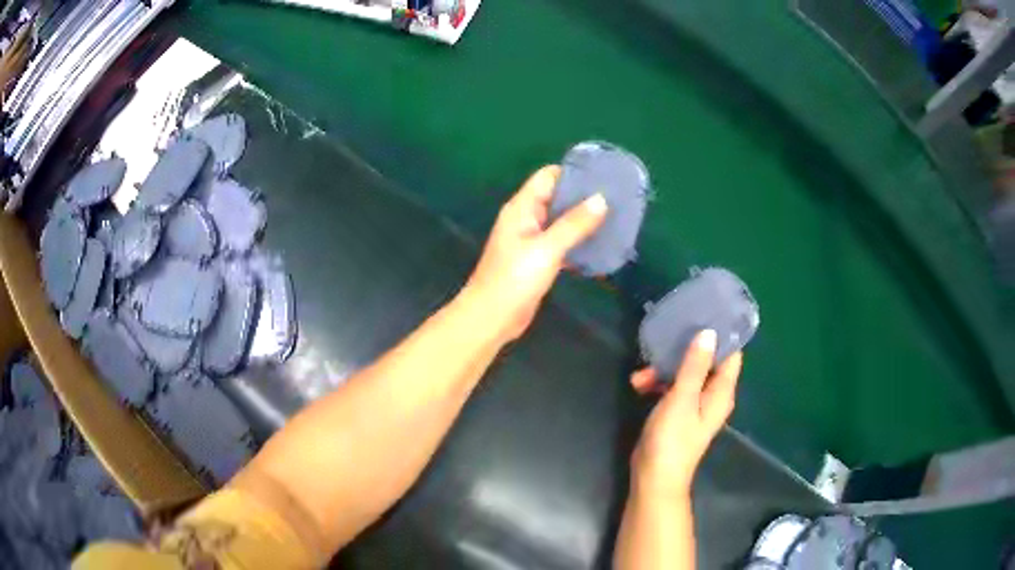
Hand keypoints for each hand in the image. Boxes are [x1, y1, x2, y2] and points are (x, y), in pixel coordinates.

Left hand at [465, 165, 607, 340]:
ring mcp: (531, 240)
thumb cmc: (514, 279)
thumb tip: (601, 199)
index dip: (573, 173)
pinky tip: (599, 246)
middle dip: (583, 196)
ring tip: (614, 218)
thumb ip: (574, 224)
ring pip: (560, 222)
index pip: (548, 177)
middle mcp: (525, 219)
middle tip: (616, 197)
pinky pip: (561, 243)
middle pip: (556, 198)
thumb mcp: (547, 248)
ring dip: (582, 220)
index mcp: (521, 208)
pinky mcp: (537, 260)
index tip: (602, 174)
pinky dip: (577, 242)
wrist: (492, 318)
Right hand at [629, 330, 742, 496]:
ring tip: (641, 373)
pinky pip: (673, 387)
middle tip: (666, 336)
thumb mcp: (682, 399)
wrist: (654, 478)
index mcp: (721, 391)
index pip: (731, 354)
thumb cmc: (672, 439)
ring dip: (665, 369)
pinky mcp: (678, 411)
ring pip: (686, 373)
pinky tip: (639, 384)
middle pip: (706, 361)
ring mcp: (695, 404)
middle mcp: (713, 395)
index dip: (722, 333)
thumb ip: (695, 366)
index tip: (705, 312)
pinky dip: (659, 383)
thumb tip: (709, 332)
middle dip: (685, 350)